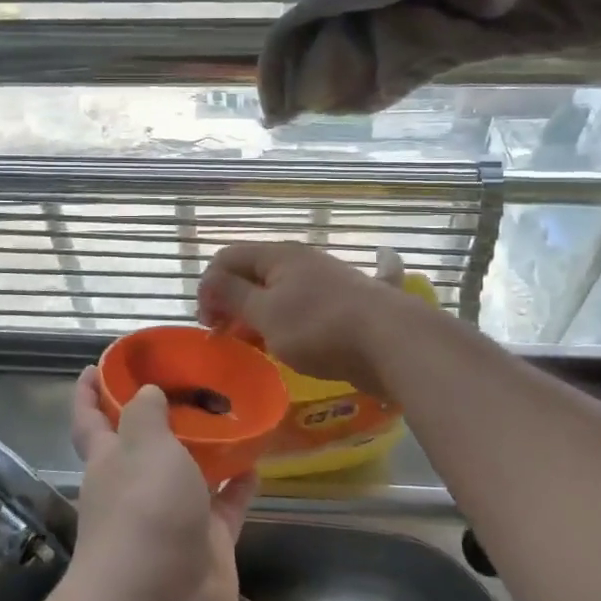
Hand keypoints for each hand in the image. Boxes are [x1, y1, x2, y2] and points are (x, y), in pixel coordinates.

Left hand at [68, 367, 256, 600]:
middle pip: (146, 443)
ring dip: (208, 447)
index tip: (96, 365)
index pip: (91, 419)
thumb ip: (146, 415)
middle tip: (193, 378)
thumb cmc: (142, 513)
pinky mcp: (208, 545)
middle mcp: (137, 487)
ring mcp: (174, 518)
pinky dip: (240, 484)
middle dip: (161, 414)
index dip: (89, 393)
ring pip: (191, 473)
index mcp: (109, 461)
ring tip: (233, 410)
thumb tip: (146, 392)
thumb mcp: (142, 448)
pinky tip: (258, 460)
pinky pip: (227, 505)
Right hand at [196, 242, 410, 398]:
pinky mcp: (343, 306)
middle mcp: (300, 261)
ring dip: (260, 316)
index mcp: (278, 255)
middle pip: (253, 274)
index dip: (208, 288)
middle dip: (232, 303)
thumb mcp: (265, 314)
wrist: (392, 341)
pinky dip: (288, 322)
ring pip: (278, 293)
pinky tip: (291, 343)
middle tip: (228, 338)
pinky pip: (304, 309)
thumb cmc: (319, 327)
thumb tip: (210, 281)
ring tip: (258, 345)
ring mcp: (325, 282)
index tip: (208, 326)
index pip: (227, 258)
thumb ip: (233, 295)